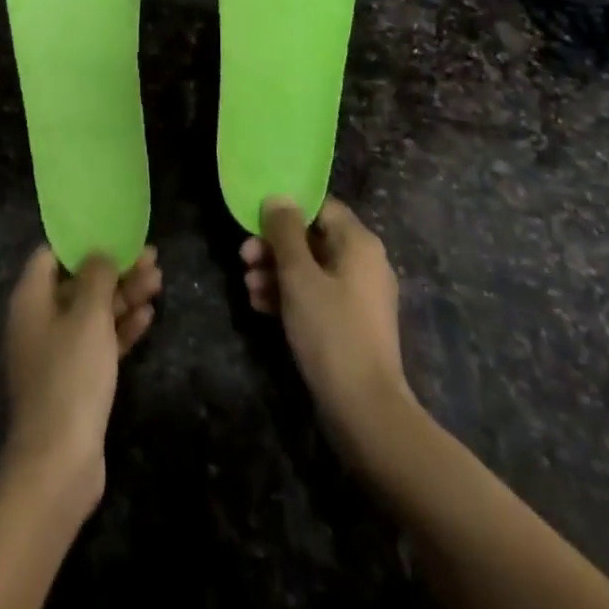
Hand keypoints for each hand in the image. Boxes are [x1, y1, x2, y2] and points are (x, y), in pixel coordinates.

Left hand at [1, 245, 160, 514]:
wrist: (59, 463)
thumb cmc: (70, 375)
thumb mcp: (88, 315)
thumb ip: (96, 277)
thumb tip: (99, 253)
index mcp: (31, 299)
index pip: (51, 254)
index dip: (81, 241)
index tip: (112, 231)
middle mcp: (39, 321)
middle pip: (78, 282)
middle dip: (114, 270)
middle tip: (151, 257)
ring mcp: (57, 352)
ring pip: (93, 312)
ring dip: (124, 296)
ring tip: (158, 280)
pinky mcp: (75, 380)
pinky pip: (99, 342)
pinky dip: (121, 328)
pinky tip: (148, 316)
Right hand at [241, 197, 414, 460]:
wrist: (365, 411)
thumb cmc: (331, 332)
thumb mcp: (298, 276)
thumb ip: (284, 232)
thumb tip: (278, 197)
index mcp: (359, 243)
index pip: (320, 207)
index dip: (287, 210)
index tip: (255, 221)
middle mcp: (364, 263)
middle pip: (313, 238)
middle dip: (275, 246)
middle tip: (243, 257)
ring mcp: (359, 296)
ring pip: (311, 269)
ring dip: (277, 272)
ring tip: (247, 286)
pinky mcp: (351, 324)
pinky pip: (317, 295)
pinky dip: (290, 296)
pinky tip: (260, 306)